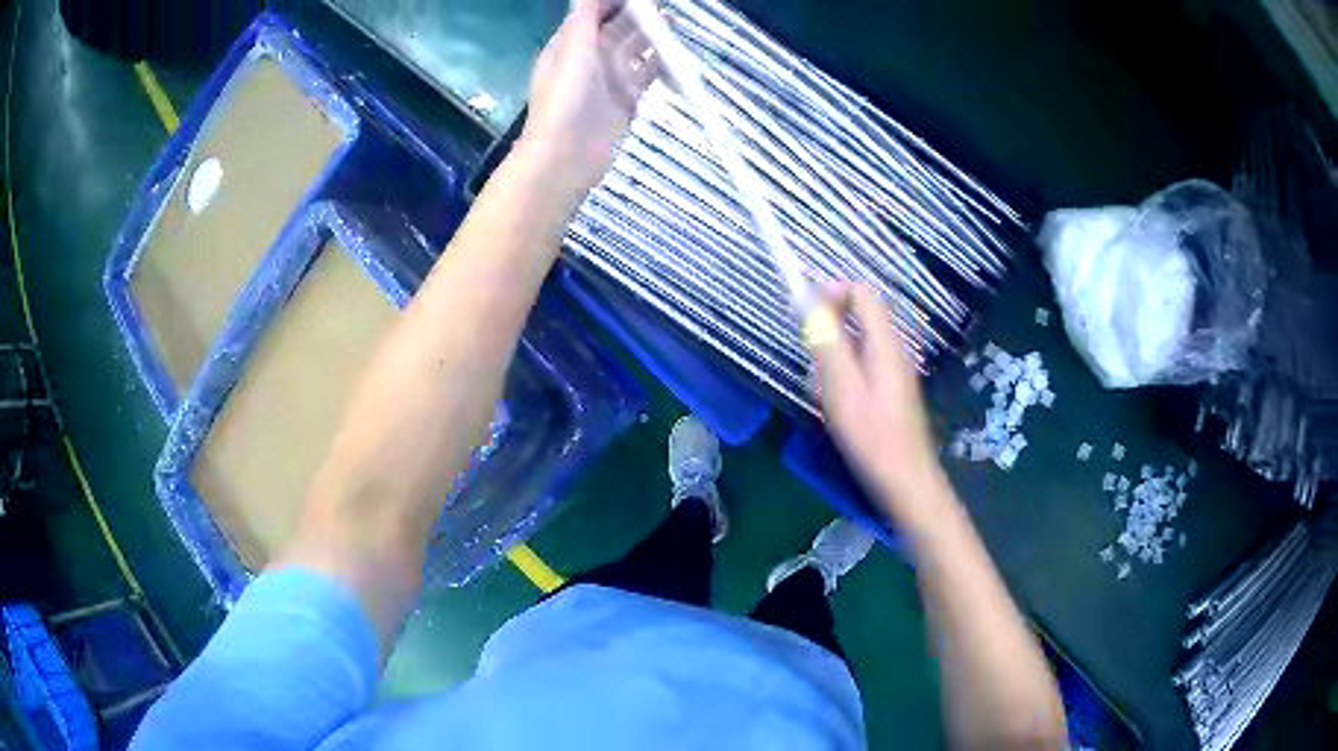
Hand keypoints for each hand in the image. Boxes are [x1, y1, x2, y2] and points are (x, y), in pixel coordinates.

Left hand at [518, 0, 660, 191]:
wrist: (565, 158)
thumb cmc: (565, 100)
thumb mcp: (573, 49)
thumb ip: (586, 16)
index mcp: (571, 41)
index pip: (596, 10)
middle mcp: (591, 55)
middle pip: (620, 25)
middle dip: (642, 12)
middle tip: (666, 3)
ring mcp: (611, 77)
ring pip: (637, 47)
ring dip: (655, 34)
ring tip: (676, 21)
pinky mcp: (627, 98)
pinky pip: (650, 73)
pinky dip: (664, 63)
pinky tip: (680, 54)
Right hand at [809, 283, 942, 516]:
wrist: (906, 480)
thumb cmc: (872, 437)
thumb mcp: (842, 388)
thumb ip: (827, 342)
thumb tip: (811, 302)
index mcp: (884, 343)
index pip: (862, 293)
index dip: (832, 292)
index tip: (804, 311)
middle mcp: (894, 349)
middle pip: (861, 315)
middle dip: (830, 324)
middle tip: (809, 354)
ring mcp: (896, 370)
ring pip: (860, 341)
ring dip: (835, 350)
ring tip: (821, 384)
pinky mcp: (893, 390)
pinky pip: (865, 363)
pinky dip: (845, 370)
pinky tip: (836, 402)